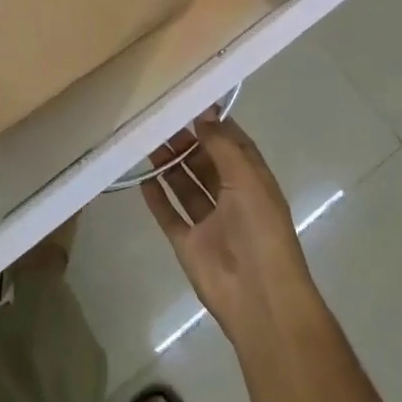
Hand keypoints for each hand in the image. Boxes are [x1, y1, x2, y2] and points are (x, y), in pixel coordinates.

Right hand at [143, 116, 323, 347]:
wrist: (258, 297)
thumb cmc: (260, 230)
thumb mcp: (247, 178)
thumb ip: (222, 145)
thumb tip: (203, 113)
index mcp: (253, 181)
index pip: (232, 145)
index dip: (213, 125)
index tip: (188, 104)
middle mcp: (232, 198)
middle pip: (205, 163)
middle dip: (186, 143)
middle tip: (159, 124)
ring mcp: (209, 222)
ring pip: (186, 186)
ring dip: (169, 166)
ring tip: (147, 143)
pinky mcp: (189, 244)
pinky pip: (170, 215)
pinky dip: (157, 198)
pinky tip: (142, 179)